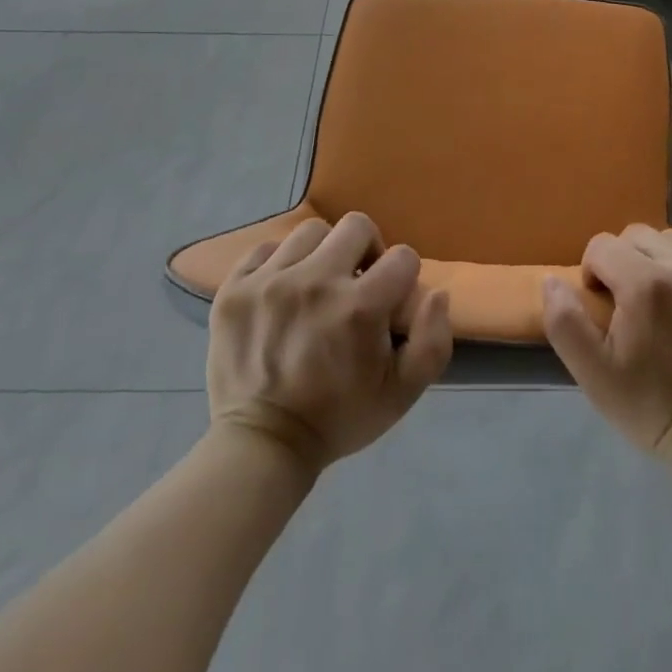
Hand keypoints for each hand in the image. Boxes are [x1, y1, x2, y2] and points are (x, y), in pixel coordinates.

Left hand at [206, 212, 451, 476]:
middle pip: (357, 226)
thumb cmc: (338, 417)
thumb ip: (433, 341)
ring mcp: (270, 282)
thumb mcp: (403, 393)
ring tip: (316, 285)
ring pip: (312, 232)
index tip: (388, 302)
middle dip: (366, 250)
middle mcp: (316, 282)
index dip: (402, 278)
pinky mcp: (235, 288)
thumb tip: (436, 293)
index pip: (402, 257)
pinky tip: (281, 291)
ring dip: (322, 254)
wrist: (262, 446)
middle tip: (356, 282)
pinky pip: (265, 248)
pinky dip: (278, 263)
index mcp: (360, 307)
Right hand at [542, 226, 671, 462]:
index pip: (602, 245)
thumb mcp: (594, 374)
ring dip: (660, 262)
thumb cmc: (652, 406)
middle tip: (631, 304)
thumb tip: (552, 279)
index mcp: (645, 282)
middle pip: (638, 235)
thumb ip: (565, 321)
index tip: (603, 307)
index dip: (593, 272)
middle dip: (625, 261)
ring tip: (664, 304)